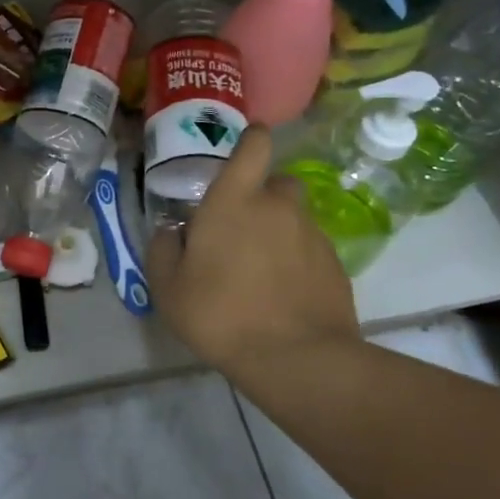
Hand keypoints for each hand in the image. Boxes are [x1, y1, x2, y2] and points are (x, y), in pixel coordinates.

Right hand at [147, 125, 359, 370]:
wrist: (297, 359)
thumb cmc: (220, 314)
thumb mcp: (168, 288)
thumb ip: (163, 250)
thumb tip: (172, 231)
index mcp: (234, 200)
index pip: (253, 147)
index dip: (252, 139)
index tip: (247, 143)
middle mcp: (278, 206)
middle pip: (276, 182)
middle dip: (261, 195)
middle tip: (240, 227)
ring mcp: (312, 235)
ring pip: (294, 218)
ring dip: (278, 230)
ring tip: (260, 268)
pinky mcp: (336, 265)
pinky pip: (310, 249)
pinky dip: (297, 260)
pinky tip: (282, 292)